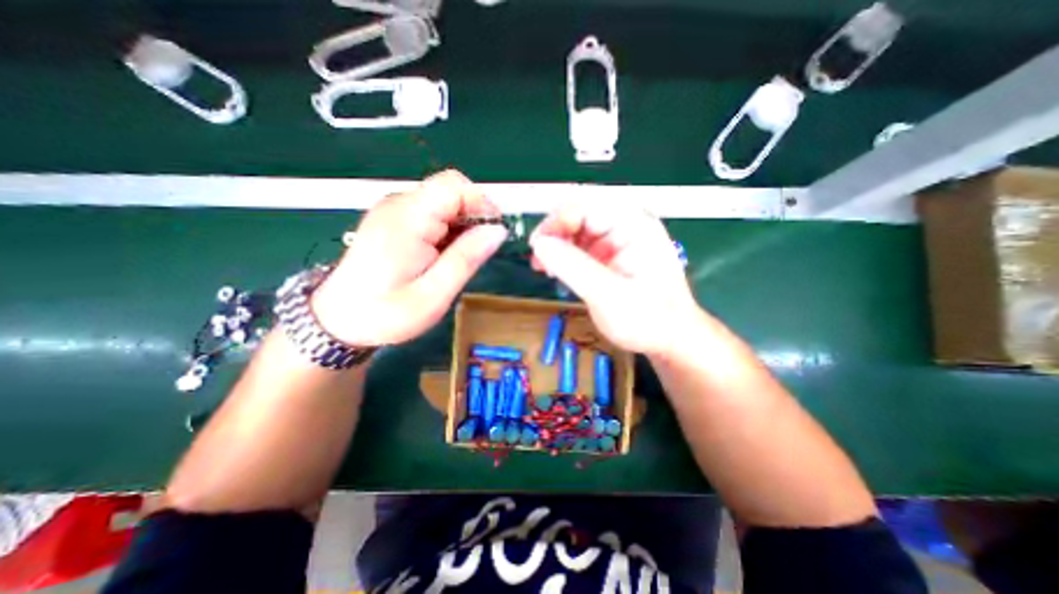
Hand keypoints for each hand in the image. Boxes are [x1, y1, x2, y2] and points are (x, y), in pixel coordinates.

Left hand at [310, 172, 505, 345]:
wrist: (339, 319)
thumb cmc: (386, 313)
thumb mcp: (434, 294)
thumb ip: (467, 258)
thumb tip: (498, 230)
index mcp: (408, 219)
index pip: (453, 186)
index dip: (482, 202)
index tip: (494, 232)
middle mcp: (399, 204)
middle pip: (450, 190)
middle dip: (473, 215)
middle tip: (477, 251)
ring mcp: (394, 209)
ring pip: (443, 201)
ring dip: (461, 224)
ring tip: (457, 258)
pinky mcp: (393, 218)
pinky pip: (432, 212)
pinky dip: (447, 228)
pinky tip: (443, 254)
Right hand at [529, 205, 701, 354]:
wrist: (669, 339)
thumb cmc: (648, 319)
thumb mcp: (608, 294)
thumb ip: (573, 267)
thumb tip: (539, 244)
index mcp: (633, 224)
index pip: (587, 205)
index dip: (558, 220)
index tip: (537, 245)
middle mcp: (625, 225)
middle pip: (579, 215)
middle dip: (555, 234)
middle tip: (538, 259)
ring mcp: (617, 240)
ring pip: (576, 231)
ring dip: (556, 246)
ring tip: (543, 267)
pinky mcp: (609, 255)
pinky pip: (580, 247)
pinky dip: (564, 257)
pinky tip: (556, 271)